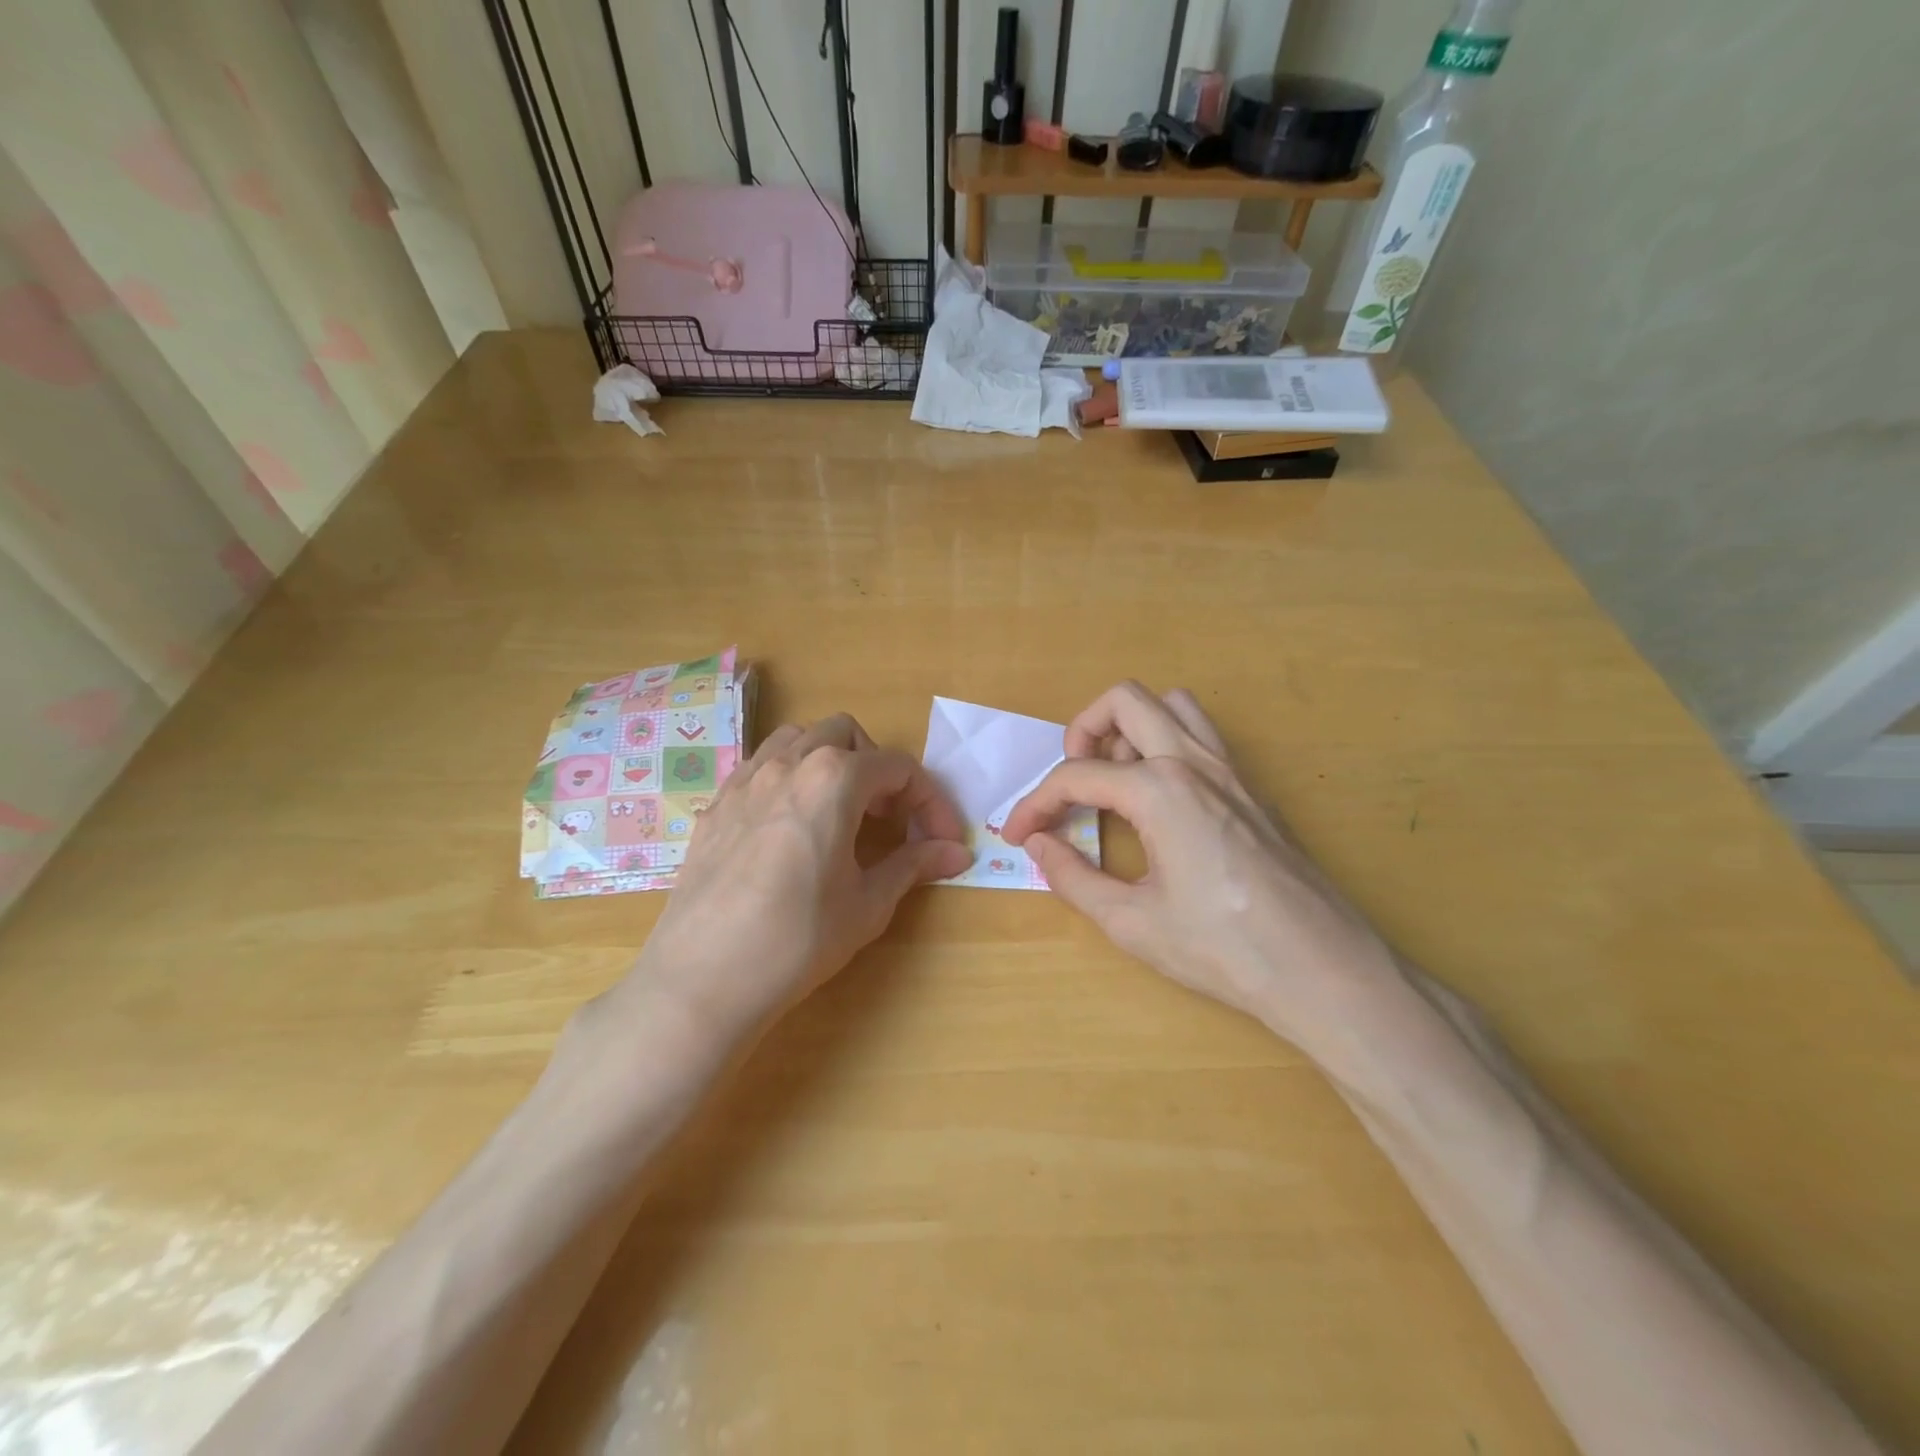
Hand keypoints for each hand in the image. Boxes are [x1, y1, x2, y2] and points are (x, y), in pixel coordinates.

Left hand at [617, 714, 970, 1042]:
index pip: (898, 768)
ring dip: (830, 761)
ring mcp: (745, 781)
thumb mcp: (868, 903)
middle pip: (846, 735)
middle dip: (878, 768)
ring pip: (797, 740)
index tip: (942, 840)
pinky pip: (761, 767)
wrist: (702, 979)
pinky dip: (789, 778)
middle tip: (888, 819)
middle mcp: (788, 764)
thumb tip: (957, 853)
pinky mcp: (716, 806)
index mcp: (833, 779)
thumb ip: (913, 865)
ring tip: (840, 811)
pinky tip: (791, 827)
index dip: (930, 801)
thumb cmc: (798, 939)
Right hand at [1001, 683, 1397, 1048]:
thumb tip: (1038, 845)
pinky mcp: (1252, 788)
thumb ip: (1073, 877)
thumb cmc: (1222, 948)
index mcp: (1159, 789)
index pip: (1075, 776)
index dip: (1034, 803)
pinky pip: (1201, 736)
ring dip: (1132, 728)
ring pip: (1171, 705)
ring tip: (1116, 780)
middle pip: (1124, 701)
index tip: (1017, 834)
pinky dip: (1166, 745)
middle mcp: (1193, 761)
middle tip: (1071, 782)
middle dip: (1082, 731)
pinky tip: (1159, 802)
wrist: (1322, 969)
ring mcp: (1230, 769)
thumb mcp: (1131, 921)